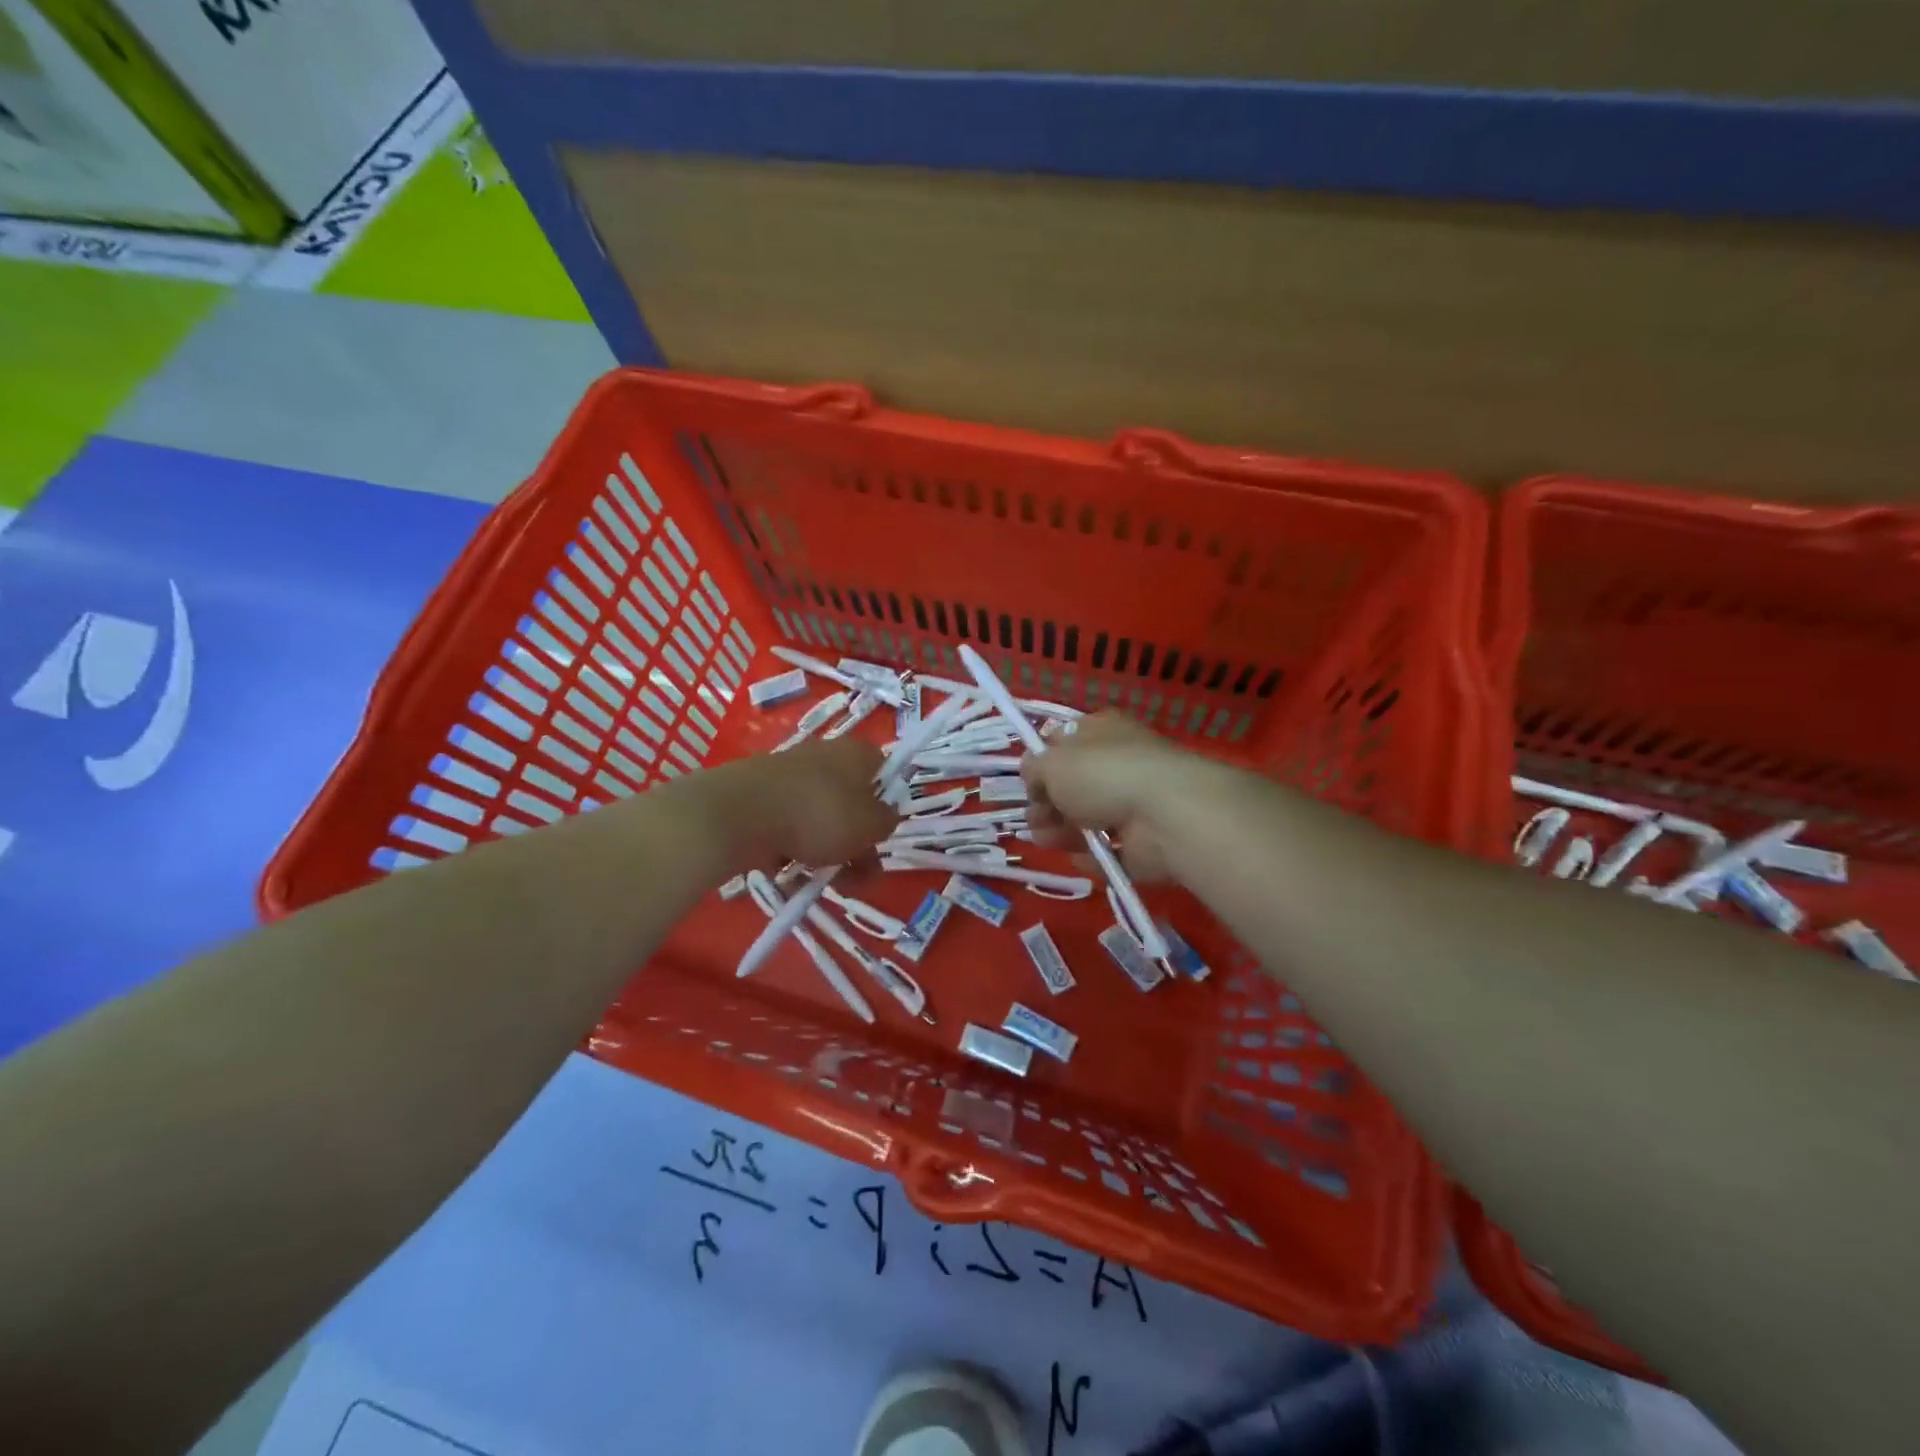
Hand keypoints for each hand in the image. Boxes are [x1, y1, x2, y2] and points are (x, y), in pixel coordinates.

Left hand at [693, 737, 899, 871]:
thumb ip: (887, 822)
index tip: (884, 834)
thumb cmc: (818, 814)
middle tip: (862, 878)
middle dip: (859, 842)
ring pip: (820, 817)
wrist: (738, 814)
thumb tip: (885, 817)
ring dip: (829, 851)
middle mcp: (824, 756)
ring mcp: (788, 776)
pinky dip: (795, 849)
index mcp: (856, 753)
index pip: (884, 770)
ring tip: (827, 885)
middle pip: (851, 800)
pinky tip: (793, 876)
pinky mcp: (760, 796)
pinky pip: (789, 825)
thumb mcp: (869, 825)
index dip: (888, 803)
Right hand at [1021, 713, 1229, 883]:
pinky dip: (1092, 857)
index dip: (1043, 763)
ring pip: (1090, 820)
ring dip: (1062, 832)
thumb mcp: (1051, 762)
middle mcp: (1120, 763)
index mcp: (1101, 732)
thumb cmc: (1102, 773)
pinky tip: (1077, 858)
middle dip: (1048, 804)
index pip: (1066, 743)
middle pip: (1075, 786)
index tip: (1028, 784)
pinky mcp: (1145, 843)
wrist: (1164, 815)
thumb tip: (1034, 778)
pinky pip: (1111, 851)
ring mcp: (1136, 805)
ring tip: (1045, 841)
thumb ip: (1034, 768)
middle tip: (1033, 820)